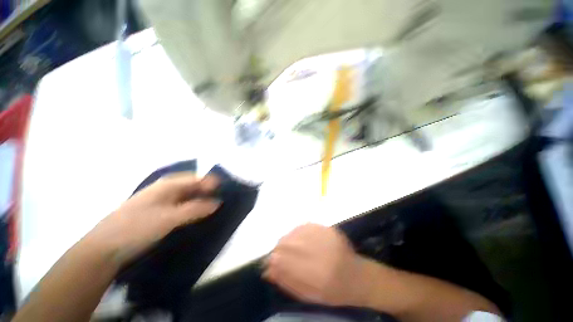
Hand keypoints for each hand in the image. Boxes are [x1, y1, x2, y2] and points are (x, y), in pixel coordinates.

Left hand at [89, 173, 220, 265]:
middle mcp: (167, 189)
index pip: (197, 179)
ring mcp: (163, 201)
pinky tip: (199, 216)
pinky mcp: (160, 213)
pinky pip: (182, 207)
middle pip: (194, 186)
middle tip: (223, 201)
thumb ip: (195, 209)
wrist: (104, 248)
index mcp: (168, 185)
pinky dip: (193, 209)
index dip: (212, 184)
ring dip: (202, 201)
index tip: (226, 192)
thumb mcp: (169, 218)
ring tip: (215, 209)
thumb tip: (218, 203)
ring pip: (189, 197)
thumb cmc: (136, 227)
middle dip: (209, 192)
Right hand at [263, 223, 368, 306]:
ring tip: (290, 247)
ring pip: (294, 232)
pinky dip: (297, 232)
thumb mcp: (309, 295)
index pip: (283, 260)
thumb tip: (267, 269)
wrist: (357, 275)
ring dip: (287, 239)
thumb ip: (287, 281)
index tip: (269, 262)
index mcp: (315, 275)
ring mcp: (324, 236)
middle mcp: (319, 251)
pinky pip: (304, 226)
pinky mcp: (327, 228)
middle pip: (287, 243)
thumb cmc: (333, 291)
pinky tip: (299, 238)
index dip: (273, 259)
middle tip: (279, 253)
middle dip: (279, 248)